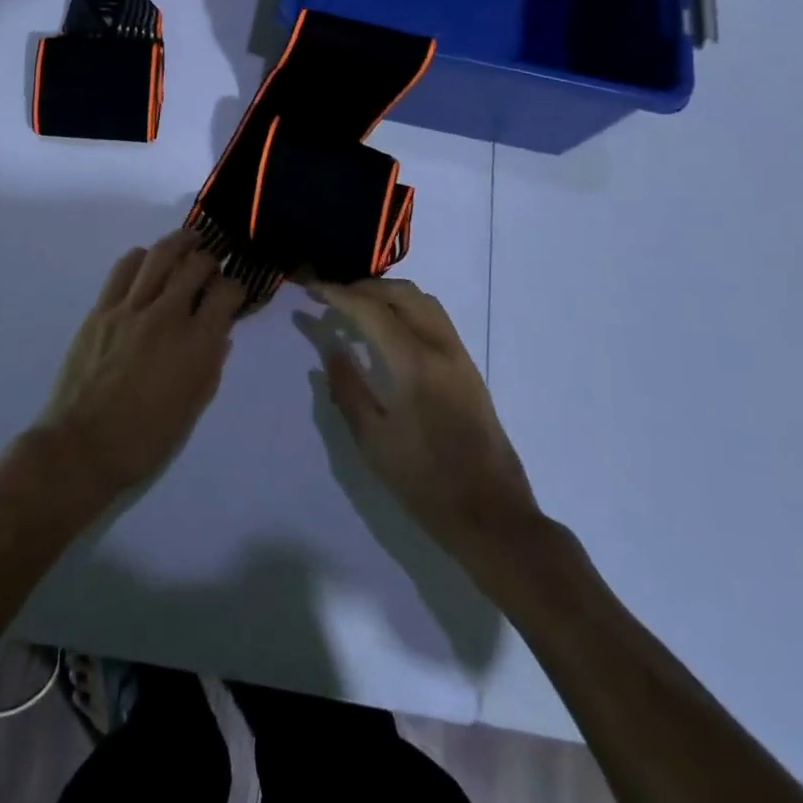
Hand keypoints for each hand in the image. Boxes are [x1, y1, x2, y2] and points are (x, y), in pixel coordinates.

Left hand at [36, 230, 245, 509]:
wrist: (82, 447)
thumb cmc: (145, 438)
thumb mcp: (194, 408)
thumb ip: (211, 365)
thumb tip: (220, 334)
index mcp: (196, 345)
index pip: (226, 294)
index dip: (236, 287)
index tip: (234, 292)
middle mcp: (167, 316)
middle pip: (195, 265)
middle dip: (210, 260)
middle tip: (211, 265)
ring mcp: (130, 309)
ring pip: (160, 255)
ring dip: (179, 243)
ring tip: (187, 242)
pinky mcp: (101, 309)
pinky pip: (124, 268)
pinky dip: (142, 257)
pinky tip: (148, 262)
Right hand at [312, 278, 538, 556]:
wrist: (491, 515)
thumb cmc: (424, 482)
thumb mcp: (373, 440)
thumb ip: (348, 387)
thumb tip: (331, 347)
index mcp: (413, 362)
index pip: (370, 310)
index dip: (337, 294)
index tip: (311, 289)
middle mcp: (440, 346)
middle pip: (401, 293)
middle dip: (362, 287)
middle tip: (331, 297)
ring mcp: (459, 355)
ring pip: (423, 300)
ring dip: (388, 293)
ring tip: (358, 306)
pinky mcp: (468, 367)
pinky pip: (435, 318)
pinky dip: (407, 308)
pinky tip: (389, 328)